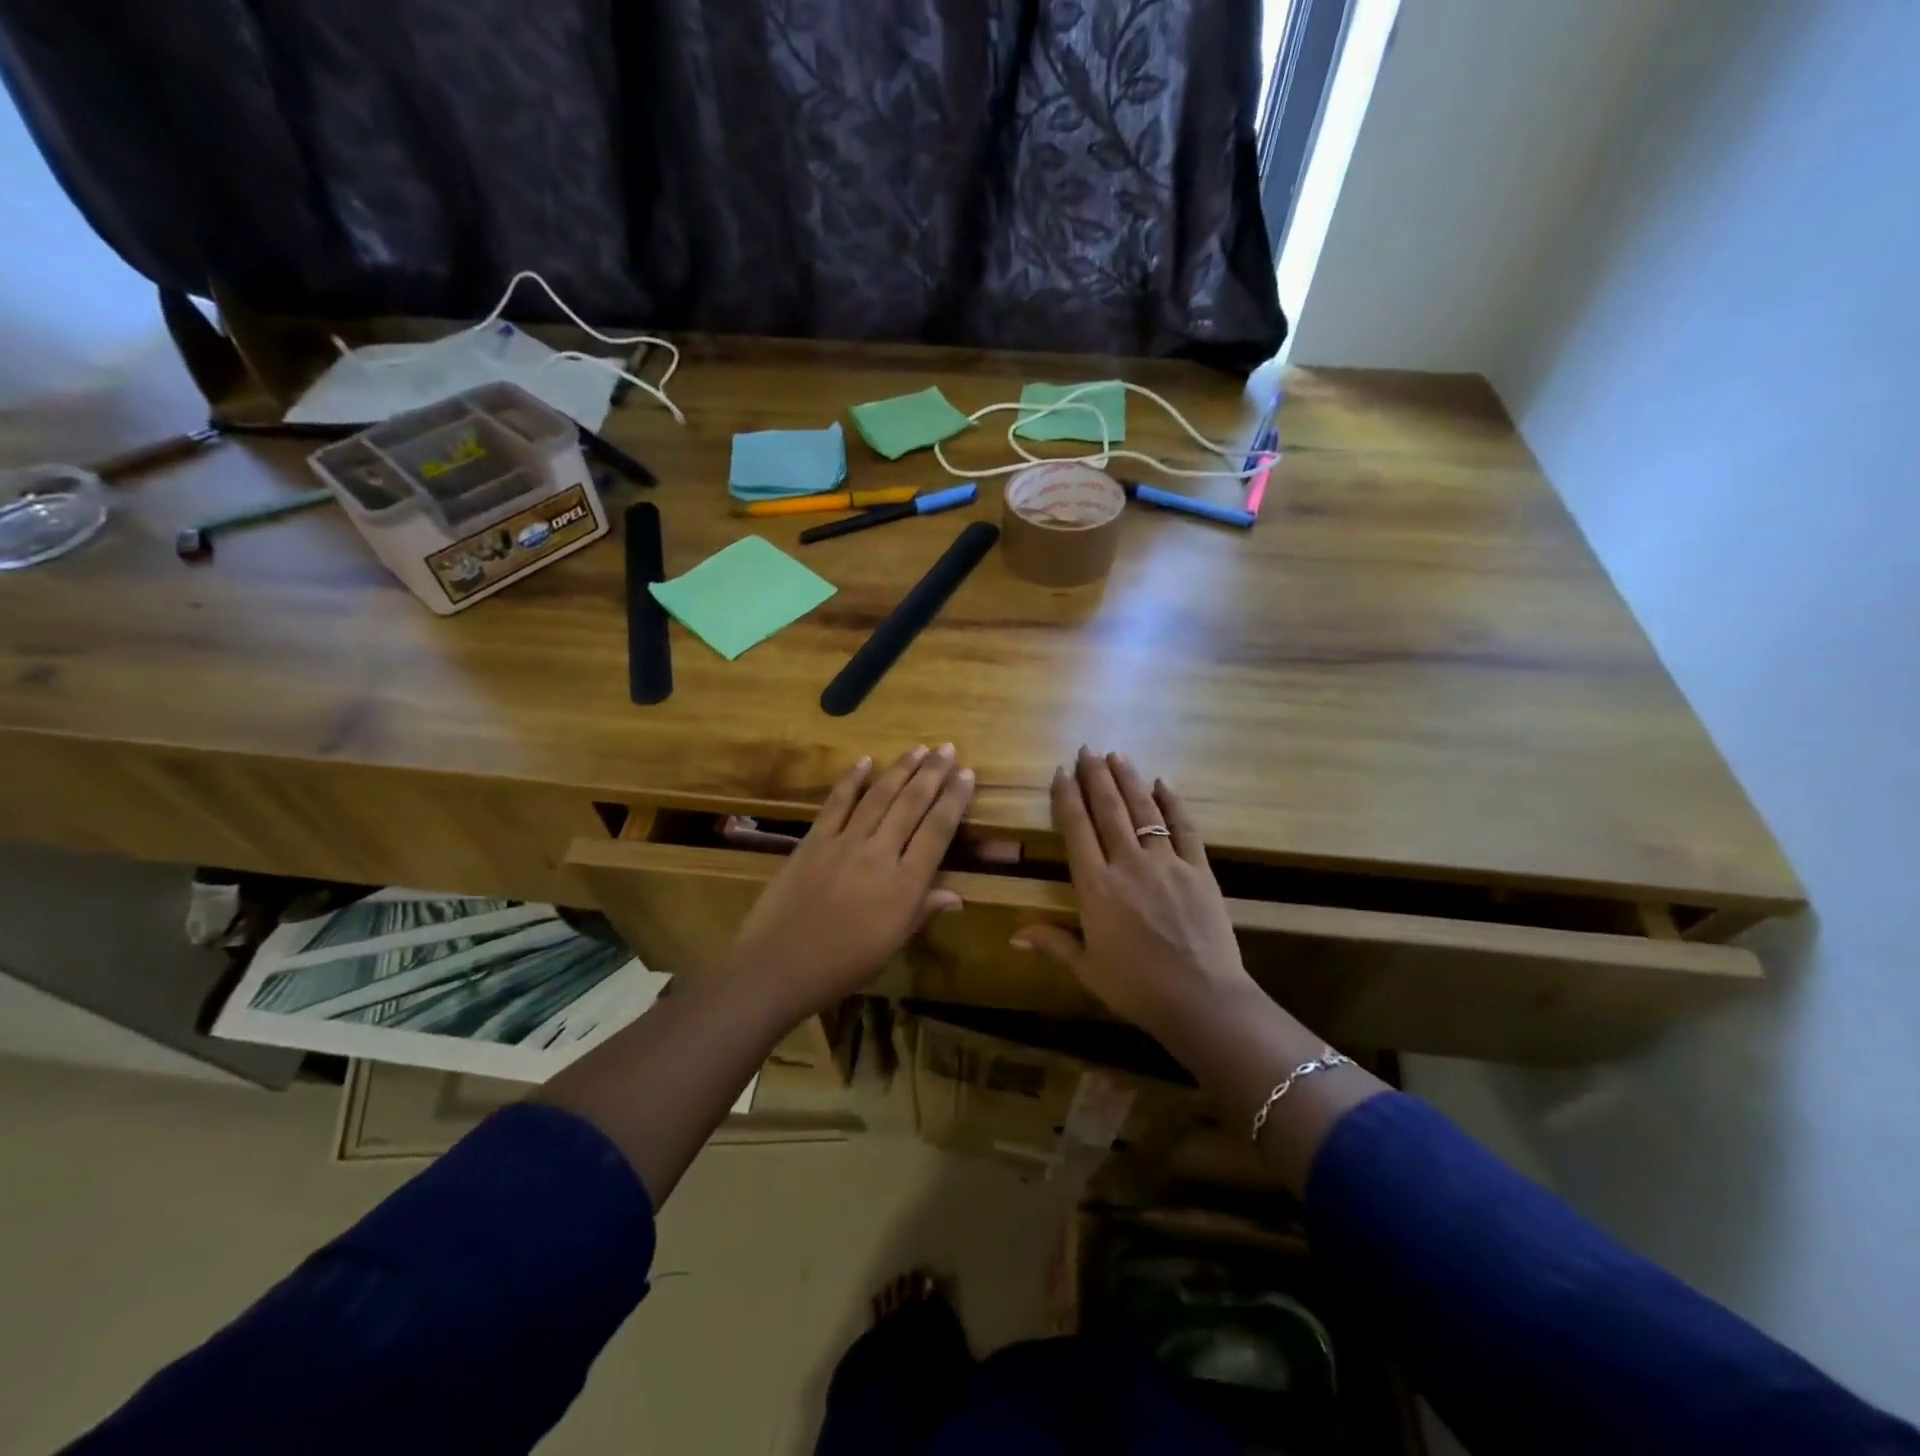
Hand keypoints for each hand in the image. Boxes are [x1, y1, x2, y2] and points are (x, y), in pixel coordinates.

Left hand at [729, 745, 973, 1020]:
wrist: (780, 966)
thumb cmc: (843, 965)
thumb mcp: (892, 945)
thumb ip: (923, 912)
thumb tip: (957, 896)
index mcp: (905, 885)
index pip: (937, 831)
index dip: (955, 800)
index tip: (967, 774)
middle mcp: (880, 854)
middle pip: (911, 804)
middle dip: (932, 773)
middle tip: (947, 749)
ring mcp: (844, 843)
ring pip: (879, 796)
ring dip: (900, 769)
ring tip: (918, 749)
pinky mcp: (814, 840)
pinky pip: (837, 803)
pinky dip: (852, 780)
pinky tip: (865, 761)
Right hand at [1013, 748, 1254, 1044]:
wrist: (1202, 1000)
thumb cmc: (1137, 989)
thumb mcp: (1088, 969)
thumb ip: (1053, 944)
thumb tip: (1013, 936)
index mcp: (1096, 887)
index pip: (1076, 830)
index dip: (1067, 798)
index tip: (1061, 772)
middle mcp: (1128, 864)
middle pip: (1108, 811)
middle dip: (1095, 777)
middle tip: (1087, 750)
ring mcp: (1167, 863)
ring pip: (1144, 811)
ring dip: (1129, 780)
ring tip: (1117, 756)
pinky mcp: (1199, 870)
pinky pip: (1184, 828)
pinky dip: (1173, 803)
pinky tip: (1164, 784)